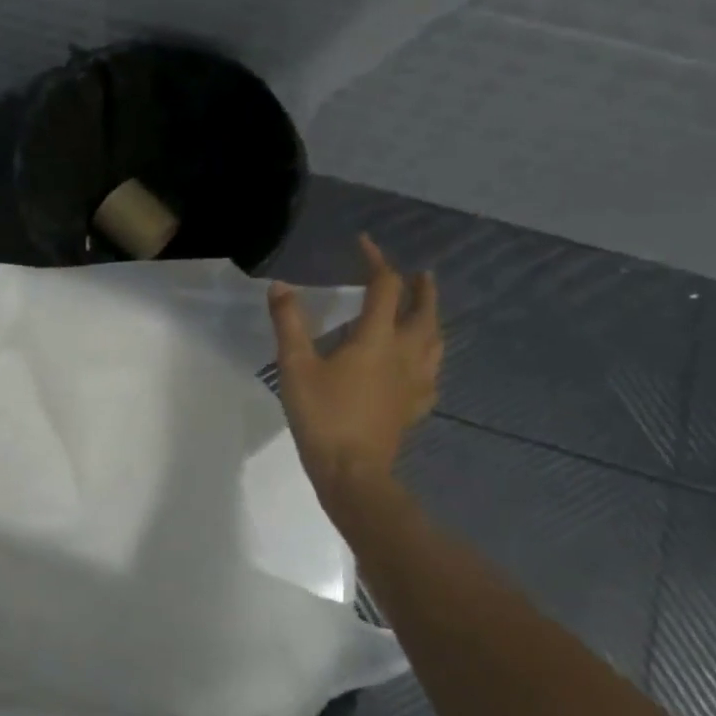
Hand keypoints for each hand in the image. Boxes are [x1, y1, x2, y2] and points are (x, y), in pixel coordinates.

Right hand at [268, 236, 441, 517]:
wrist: (352, 471)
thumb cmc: (322, 415)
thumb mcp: (295, 366)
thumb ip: (289, 323)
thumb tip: (281, 285)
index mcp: (376, 338)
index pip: (384, 287)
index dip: (376, 261)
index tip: (364, 244)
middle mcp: (404, 353)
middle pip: (424, 312)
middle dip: (422, 288)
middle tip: (420, 275)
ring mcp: (415, 382)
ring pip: (435, 342)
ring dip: (432, 319)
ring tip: (427, 312)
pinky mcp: (414, 407)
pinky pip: (432, 375)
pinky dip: (430, 360)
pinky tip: (423, 367)